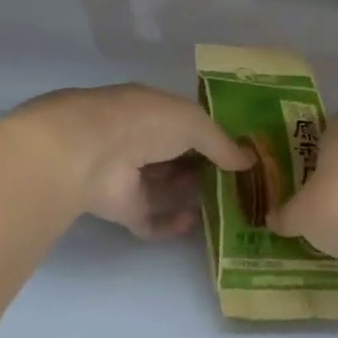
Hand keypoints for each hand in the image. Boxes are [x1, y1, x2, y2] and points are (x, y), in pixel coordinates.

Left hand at [12, 84, 251, 238]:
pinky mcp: (121, 210)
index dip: (212, 141)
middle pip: (176, 162)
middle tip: (238, 188)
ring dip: (191, 198)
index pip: (185, 127)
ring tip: (225, 208)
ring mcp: (128, 178)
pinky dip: (171, 225)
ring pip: (165, 191)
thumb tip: (248, 161)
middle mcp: (138, 143)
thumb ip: (221, 143)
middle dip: (204, 173)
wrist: (89, 152)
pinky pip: (151, 220)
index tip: (240, 158)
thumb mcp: (193, 122)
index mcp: (151, 113)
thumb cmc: (144, 123)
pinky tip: (192, 222)